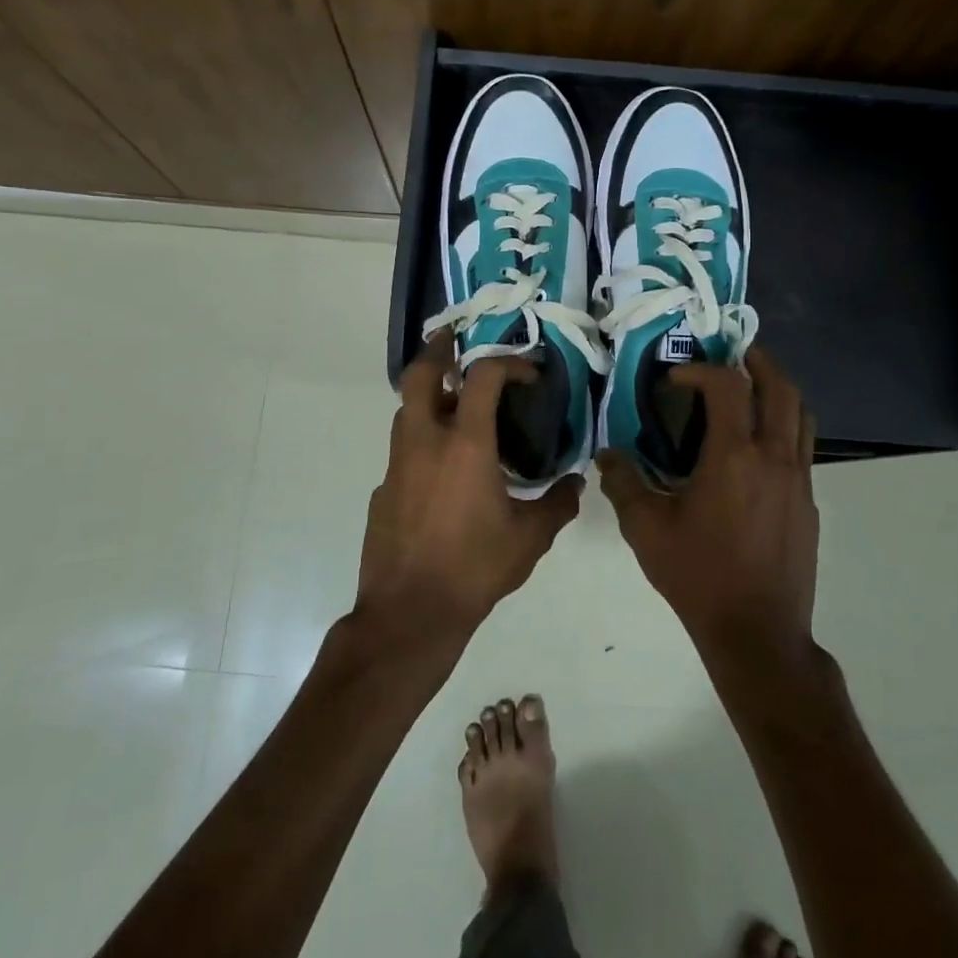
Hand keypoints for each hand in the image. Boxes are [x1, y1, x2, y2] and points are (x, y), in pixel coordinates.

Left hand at [358, 329, 582, 638]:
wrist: (409, 613)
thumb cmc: (474, 568)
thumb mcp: (529, 538)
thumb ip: (557, 504)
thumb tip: (575, 484)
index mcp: (465, 444)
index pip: (482, 377)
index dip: (508, 363)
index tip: (528, 374)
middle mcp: (425, 442)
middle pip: (420, 376)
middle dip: (438, 352)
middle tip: (456, 344)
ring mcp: (397, 466)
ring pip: (406, 412)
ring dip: (429, 398)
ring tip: (456, 408)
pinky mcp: (382, 491)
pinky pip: (403, 452)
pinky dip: (422, 444)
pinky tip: (442, 473)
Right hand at [599, 347, 818, 657]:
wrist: (757, 633)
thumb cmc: (699, 576)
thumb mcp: (647, 531)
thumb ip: (624, 485)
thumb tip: (607, 455)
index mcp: (734, 458)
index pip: (728, 386)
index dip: (702, 370)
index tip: (677, 378)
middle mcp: (774, 458)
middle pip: (782, 389)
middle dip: (759, 362)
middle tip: (736, 354)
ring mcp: (799, 480)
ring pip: (802, 416)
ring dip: (779, 391)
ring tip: (753, 389)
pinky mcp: (809, 503)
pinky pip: (802, 448)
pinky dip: (784, 428)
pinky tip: (758, 449)